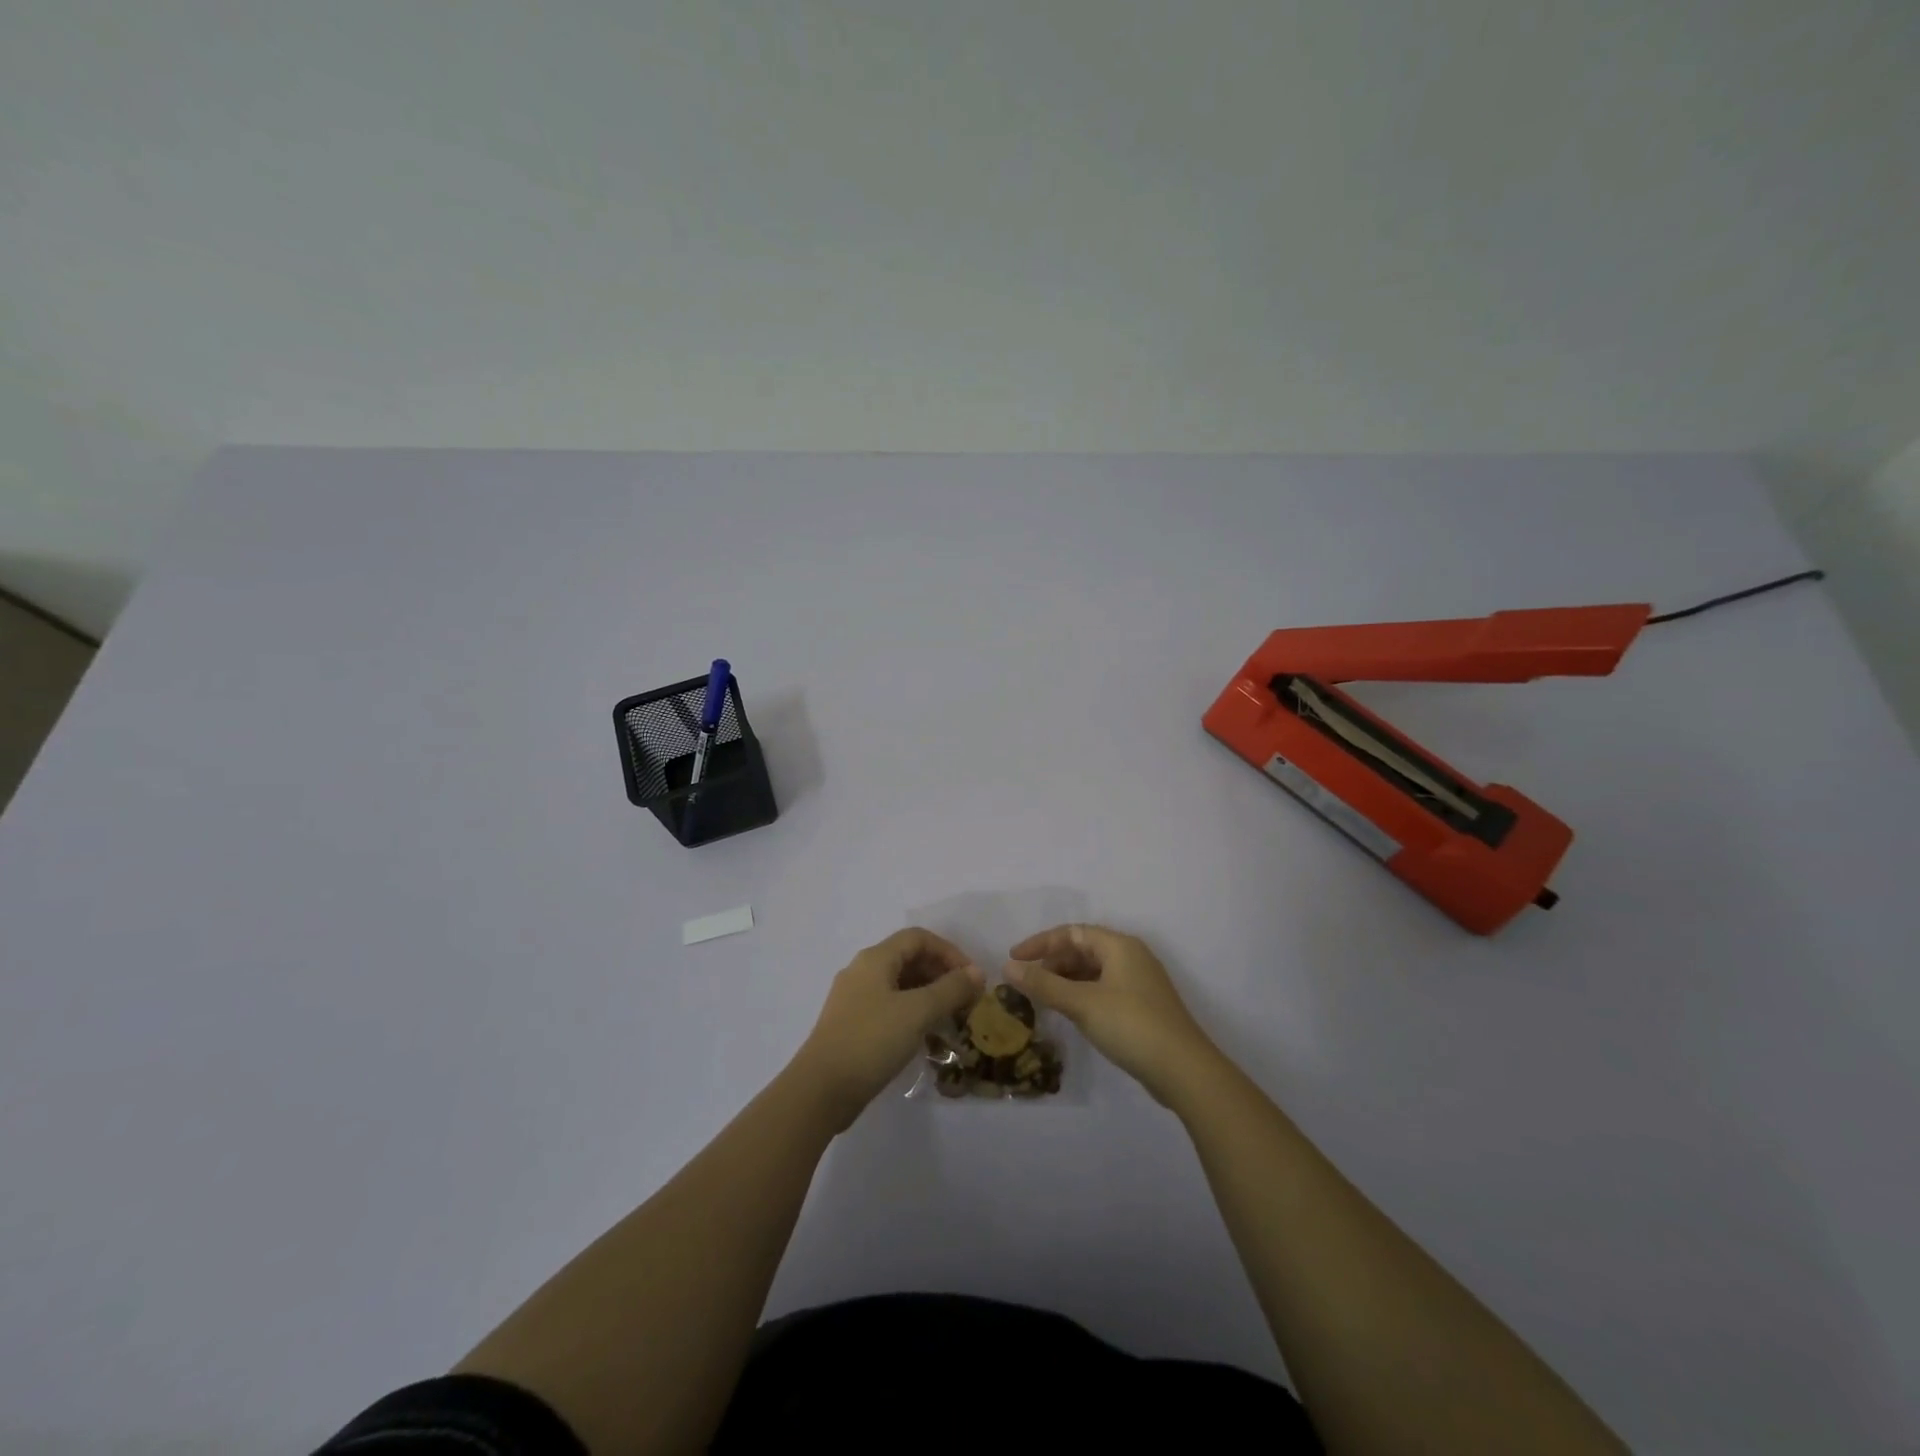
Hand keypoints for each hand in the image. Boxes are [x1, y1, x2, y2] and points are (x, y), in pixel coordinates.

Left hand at [793, 928, 983, 1127]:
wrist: (821, 1090)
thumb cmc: (871, 1040)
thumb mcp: (917, 1012)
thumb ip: (950, 989)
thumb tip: (977, 972)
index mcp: (875, 959)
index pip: (918, 938)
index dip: (949, 952)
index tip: (971, 978)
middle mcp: (863, 972)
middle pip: (909, 959)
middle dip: (941, 975)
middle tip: (966, 1001)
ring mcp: (855, 1000)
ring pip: (900, 986)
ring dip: (929, 997)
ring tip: (952, 1021)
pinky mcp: (853, 1026)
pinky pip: (890, 1008)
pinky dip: (913, 1015)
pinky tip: (927, 1038)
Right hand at [1005, 924, 1219, 1105]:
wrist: (1184, 1070)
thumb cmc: (1130, 1025)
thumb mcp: (1081, 1003)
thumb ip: (1043, 984)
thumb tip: (1008, 967)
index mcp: (1119, 945)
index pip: (1072, 932)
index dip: (1040, 943)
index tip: (1014, 959)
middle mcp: (1131, 956)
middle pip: (1083, 949)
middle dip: (1052, 963)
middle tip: (1027, 983)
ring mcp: (1139, 982)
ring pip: (1093, 971)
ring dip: (1066, 980)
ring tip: (1043, 999)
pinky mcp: (1143, 1006)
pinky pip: (1103, 989)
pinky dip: (1082, 994)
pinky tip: (1070, 1014)